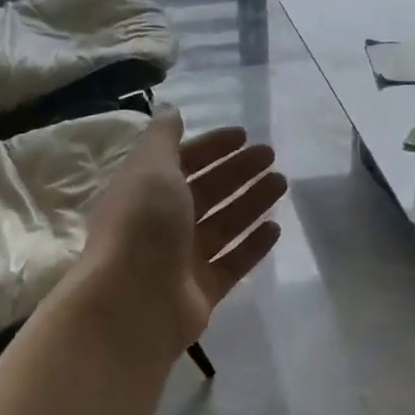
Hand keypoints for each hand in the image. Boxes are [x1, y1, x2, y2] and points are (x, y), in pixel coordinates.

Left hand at [65, 109, 285, 350]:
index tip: (244, 136)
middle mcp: (162, 225)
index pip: (182, 163)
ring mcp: (183, 260)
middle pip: (207, 192)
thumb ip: (163, 138)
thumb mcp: (150, 169)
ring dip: (252, 202)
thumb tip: (171, 112)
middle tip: (271, 156)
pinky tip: (276, 227)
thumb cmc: (141, 226)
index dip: (211, 147)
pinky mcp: (203, 291)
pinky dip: (254, 244)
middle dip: (238, 172)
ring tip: (281, 183)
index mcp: (144, 193)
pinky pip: (234, 262)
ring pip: (224, 224)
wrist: (132, 303)